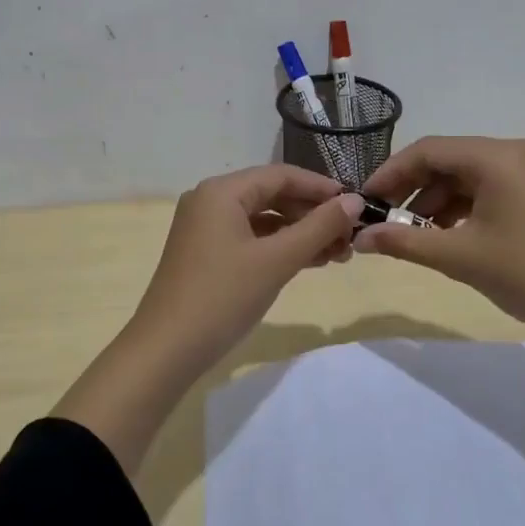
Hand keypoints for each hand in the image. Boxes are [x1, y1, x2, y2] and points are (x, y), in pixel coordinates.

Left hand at [53, 165, 362, 472]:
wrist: (167, 350)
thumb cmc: (223, 297)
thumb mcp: (277, 260)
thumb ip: (319, 227)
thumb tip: (356, 201)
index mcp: (221, 192)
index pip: (281, 176)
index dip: (321, 188)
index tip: (357, 205)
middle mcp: (210, 201)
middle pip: (272, 196)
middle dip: (313, 215)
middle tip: (350, 237)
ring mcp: (204, 229)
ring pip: (263, 220)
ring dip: (300, 234)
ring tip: (338, 255)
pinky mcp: (205, 254)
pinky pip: (250, 239)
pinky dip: (279, 248)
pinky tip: (308, 262)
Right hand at [355, 136, 524, 338]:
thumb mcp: (459, 256)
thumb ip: (403, 241)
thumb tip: (360, 238)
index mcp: (499, 156)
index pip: (430, 150)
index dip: (391, 172)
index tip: (364, 199)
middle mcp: (517, 151)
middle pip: (449, 160)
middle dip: (412, 188)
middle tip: (382, 218)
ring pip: (468, 176)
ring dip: (436, 201)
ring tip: (411, 233)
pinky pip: (488, 188)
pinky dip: (462, 208)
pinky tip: (444, 234)